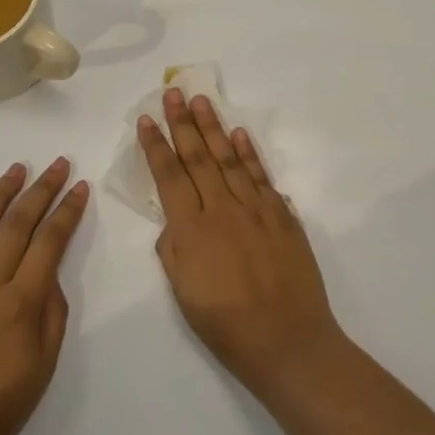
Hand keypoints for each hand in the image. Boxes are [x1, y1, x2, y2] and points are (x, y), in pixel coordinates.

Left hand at [0, 159, 89, 434]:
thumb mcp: (44, 365)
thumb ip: (52, 312)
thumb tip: (49, 274)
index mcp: (20, 301)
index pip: (50, 241)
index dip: (68, 211)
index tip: (80, 187)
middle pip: (17, 224)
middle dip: (41, 190)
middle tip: (57, 164)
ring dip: (0, 194)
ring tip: (17, 169)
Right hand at [140, 90, 344, 401]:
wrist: (289, 342)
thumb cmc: (227, 326)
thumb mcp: (183, 294)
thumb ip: (173, 249)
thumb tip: (174, 219)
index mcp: (192, 229)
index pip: (169, 175)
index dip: (155, 145)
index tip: (146, 119)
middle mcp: (222, 208)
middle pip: (197, 156)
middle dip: (182, 122)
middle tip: (172, 92)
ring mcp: (255, 208)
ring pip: (229, 157)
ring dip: (213, 126)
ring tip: (201, 99)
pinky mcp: (282, 215)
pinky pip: (260, 176)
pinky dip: (249, 153)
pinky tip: (239, 134)